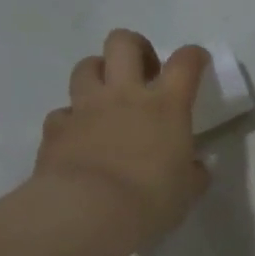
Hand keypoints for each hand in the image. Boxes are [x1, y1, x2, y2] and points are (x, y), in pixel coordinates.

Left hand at [33, 30, 209, 245]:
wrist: (88, 212)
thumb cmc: (152, 198)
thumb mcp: (189, 188)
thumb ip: (193, 170)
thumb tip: (194, 166)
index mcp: (167, 106)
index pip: (185, 63)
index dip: (194, 56)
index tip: (198, 62)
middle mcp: (125, 95)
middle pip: (123, 43)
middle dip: (136, 48)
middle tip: (145, 71)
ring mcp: (86, 108)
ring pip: (86, 66)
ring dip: (99, 74)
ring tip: (109, 96)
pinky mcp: (56, 128)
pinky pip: (63, 112)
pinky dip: (74, 119)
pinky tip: (81, 136)